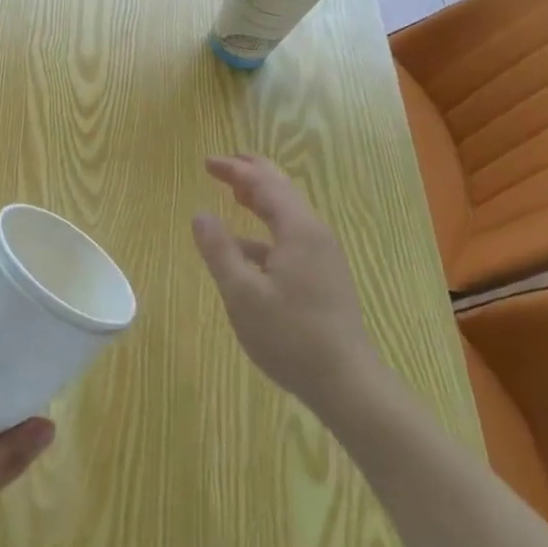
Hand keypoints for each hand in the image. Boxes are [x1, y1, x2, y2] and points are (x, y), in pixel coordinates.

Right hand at [191, 154, 379, 417]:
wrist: (347, 383)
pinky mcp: (324, 277)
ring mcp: (323, 256)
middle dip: (252, 173)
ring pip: (288, 214)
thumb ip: (219, 251)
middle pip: (283, 190)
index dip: (235, 170)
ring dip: (261, 199)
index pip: (264, 184)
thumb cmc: (290, 336)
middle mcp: (315, 234)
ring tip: (235, 194)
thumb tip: (200, 215)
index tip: (207, 163)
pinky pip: (291, 237)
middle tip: (224, 165)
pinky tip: (246, 250)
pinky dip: (266, 230)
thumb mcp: (242, 294)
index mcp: (298, 230)